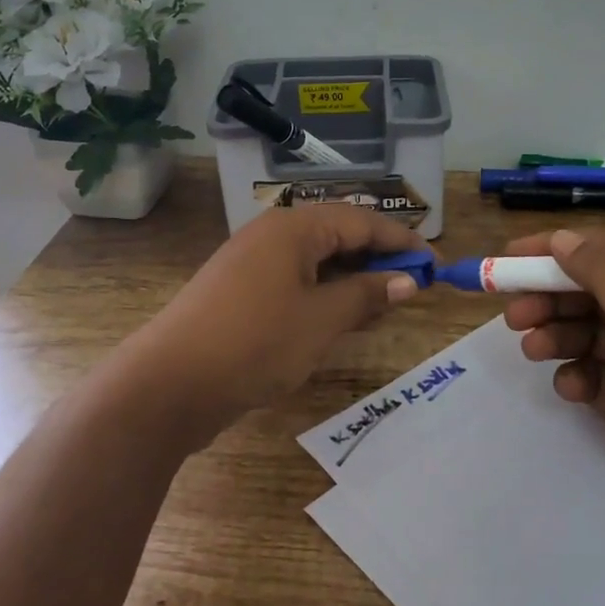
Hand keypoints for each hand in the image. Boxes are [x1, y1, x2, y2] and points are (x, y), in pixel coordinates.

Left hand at [127, 204, 426, 443]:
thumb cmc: (254, 342)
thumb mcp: (320, 320)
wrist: (168, 384)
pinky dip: (324, 295)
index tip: (436, 264)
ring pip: (316, 261)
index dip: (402, 241)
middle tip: (414, 285)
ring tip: (386, 303)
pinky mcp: (240, 294)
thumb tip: (407, 280)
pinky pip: (295, 283)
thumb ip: (366, 295)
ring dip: (352, 279)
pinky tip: (343, 318)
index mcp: (292, 228)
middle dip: (378, 258)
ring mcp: (252, 265)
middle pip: (337, 235)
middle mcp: (271, 236)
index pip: (360, 221)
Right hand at [502, 227, 604, 598]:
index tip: (509, 259)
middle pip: (593, 292)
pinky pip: (595, 376)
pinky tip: (571, 390)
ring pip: (589, 333)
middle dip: (551, 298)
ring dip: (557, 337)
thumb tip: (560, 239)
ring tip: (533, 351)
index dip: (557, 251)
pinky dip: (577, 377)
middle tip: (514, 316)